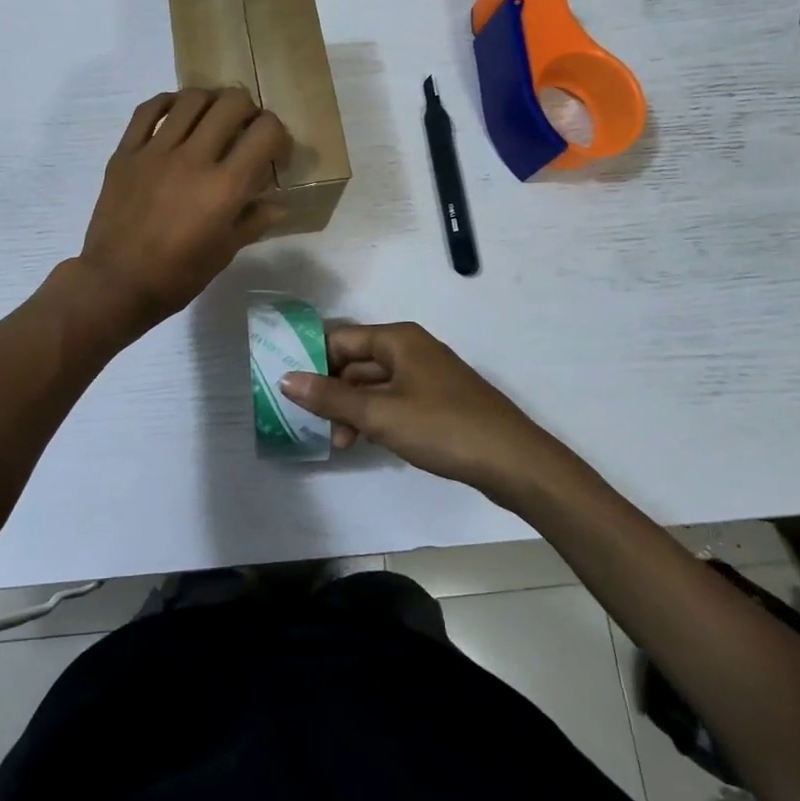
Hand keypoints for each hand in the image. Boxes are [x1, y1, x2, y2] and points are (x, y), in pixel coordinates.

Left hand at [72, 88, 290, 340]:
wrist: (116, 283)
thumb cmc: (176, 276)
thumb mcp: (223, 253)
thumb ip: (253, 221)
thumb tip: (280, 205)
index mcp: (225, 187)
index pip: (265, 132)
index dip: (279, 135)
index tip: (274, 153)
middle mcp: (193, 158)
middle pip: (232, 103)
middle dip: (249, 111)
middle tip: (245, 131)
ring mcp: (156, 151)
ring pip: (191, 99)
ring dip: (211, 102)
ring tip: (212, 119)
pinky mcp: (126, 152)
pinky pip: (147, 110)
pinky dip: (168, 102)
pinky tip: (177, 112)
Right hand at [280, 323, 563, 501]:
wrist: (514, 461)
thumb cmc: (442, 428)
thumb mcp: (378, 414)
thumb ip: (330, 397)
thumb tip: (285, 379)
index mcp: (397, 339)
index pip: (339, 339)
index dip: (313, 363)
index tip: (292, 393)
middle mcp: (411, 349)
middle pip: (356, 362)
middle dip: (332, 392)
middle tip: (314, 425)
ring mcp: (427, 375)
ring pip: (374, 384)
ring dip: (353, 409)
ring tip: (342, 442)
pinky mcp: (438, 400)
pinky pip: (394, 400)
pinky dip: (376, 416)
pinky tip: (369, 442)